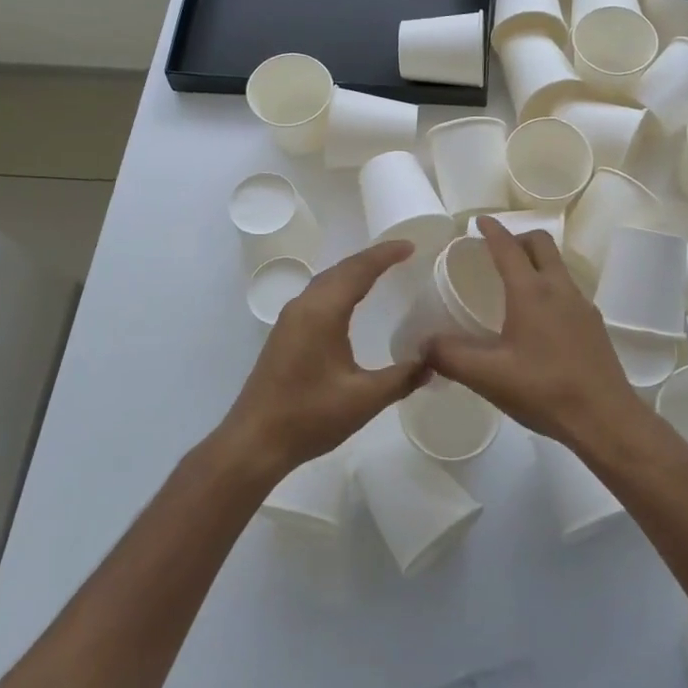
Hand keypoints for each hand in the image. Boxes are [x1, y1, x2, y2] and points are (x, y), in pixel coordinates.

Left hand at [224, 239, 426, 477]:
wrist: (254, 442)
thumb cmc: (310, 417)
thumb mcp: (365, 399)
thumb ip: (402, 378)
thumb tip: (433, 362)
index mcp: (322, 312)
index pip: (358, 270)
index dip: (385, 255)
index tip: (411, 246)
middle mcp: (303, 306)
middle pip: (340, 270)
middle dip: (371, 258)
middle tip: (402, 254)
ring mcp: (290, 319)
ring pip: (326, 281)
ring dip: (353, 272)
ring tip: (381, 272)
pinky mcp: (284, 334)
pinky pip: (317, 296)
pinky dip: (339, 287)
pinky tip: (350, 303)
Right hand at [424, 218, 637, 445]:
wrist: (606, 419)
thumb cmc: (544, 390)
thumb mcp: (487, 376)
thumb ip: (449, 356)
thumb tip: (422, 344)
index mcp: (531, 292)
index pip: (508, 248)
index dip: (492, 231)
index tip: (479, 221)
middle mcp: (560, 289)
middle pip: (542, 244)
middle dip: (518, 238)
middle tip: (497, 251)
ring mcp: (582, 306)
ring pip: (558, 267)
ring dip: (536, 263)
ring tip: (515, 285)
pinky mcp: (594, 325)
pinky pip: (568, 291)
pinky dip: (550, 287)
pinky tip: (539, 320)